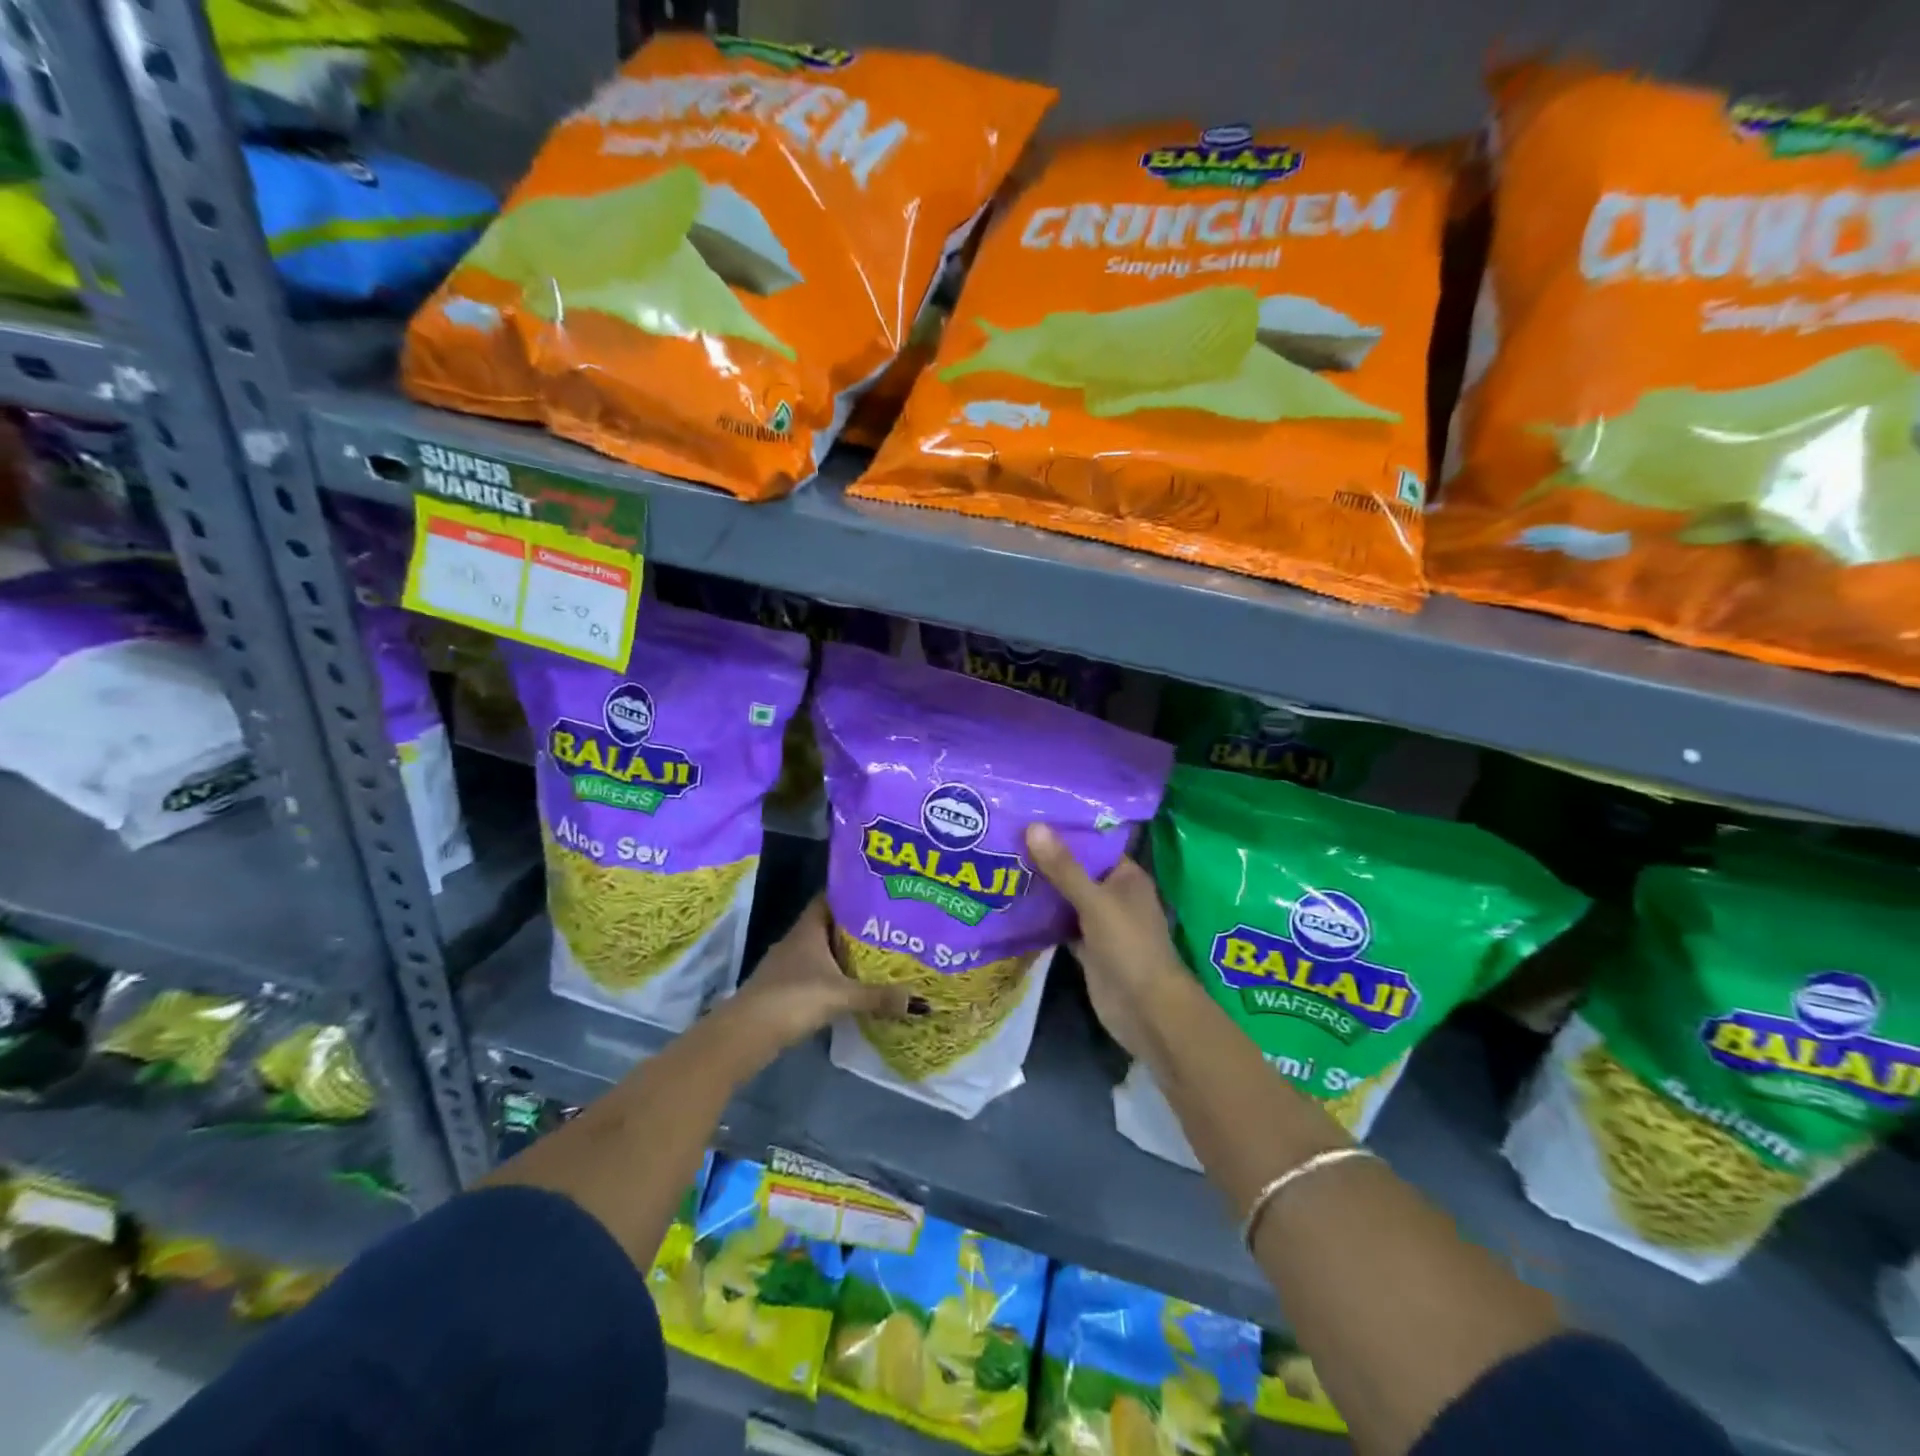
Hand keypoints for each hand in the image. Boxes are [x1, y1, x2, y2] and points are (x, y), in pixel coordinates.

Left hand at [731, 896, 914, 1050]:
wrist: (746, 1034)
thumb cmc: (793, 999)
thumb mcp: (841, 997)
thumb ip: (878, 996)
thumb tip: (919, 1000)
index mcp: (808, 930)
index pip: (828, 899)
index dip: (850, 895)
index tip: (877, 895)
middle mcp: (796, 941)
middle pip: (828, 925)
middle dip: (854, 926)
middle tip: (886, 927)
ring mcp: (786, 965)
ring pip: (820, 950)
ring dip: (842, 953)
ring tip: (875, 955)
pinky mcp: (783, 988)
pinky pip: (814, 973)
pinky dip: (831, 976)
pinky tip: (849, 985)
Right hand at [1025, 824, 1189, 1060]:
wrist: (1145, 1010)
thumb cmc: (1129, 946)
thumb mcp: (1095, 902)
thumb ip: (1064, 868)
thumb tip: (1033, 826)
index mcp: (1126, 876)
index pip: (1092, 844)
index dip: (1063, 831)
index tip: (1027, 815)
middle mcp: (1114, 894)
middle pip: (1075, 870)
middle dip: (1045, 858)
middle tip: (1003, 838)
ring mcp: (1100, 922)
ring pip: (1066, 898)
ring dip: (1041, 887)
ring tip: (1000, 863)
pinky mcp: (1087, 947)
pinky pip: (1060, 924)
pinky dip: (1042, 917)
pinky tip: (1011, 903)